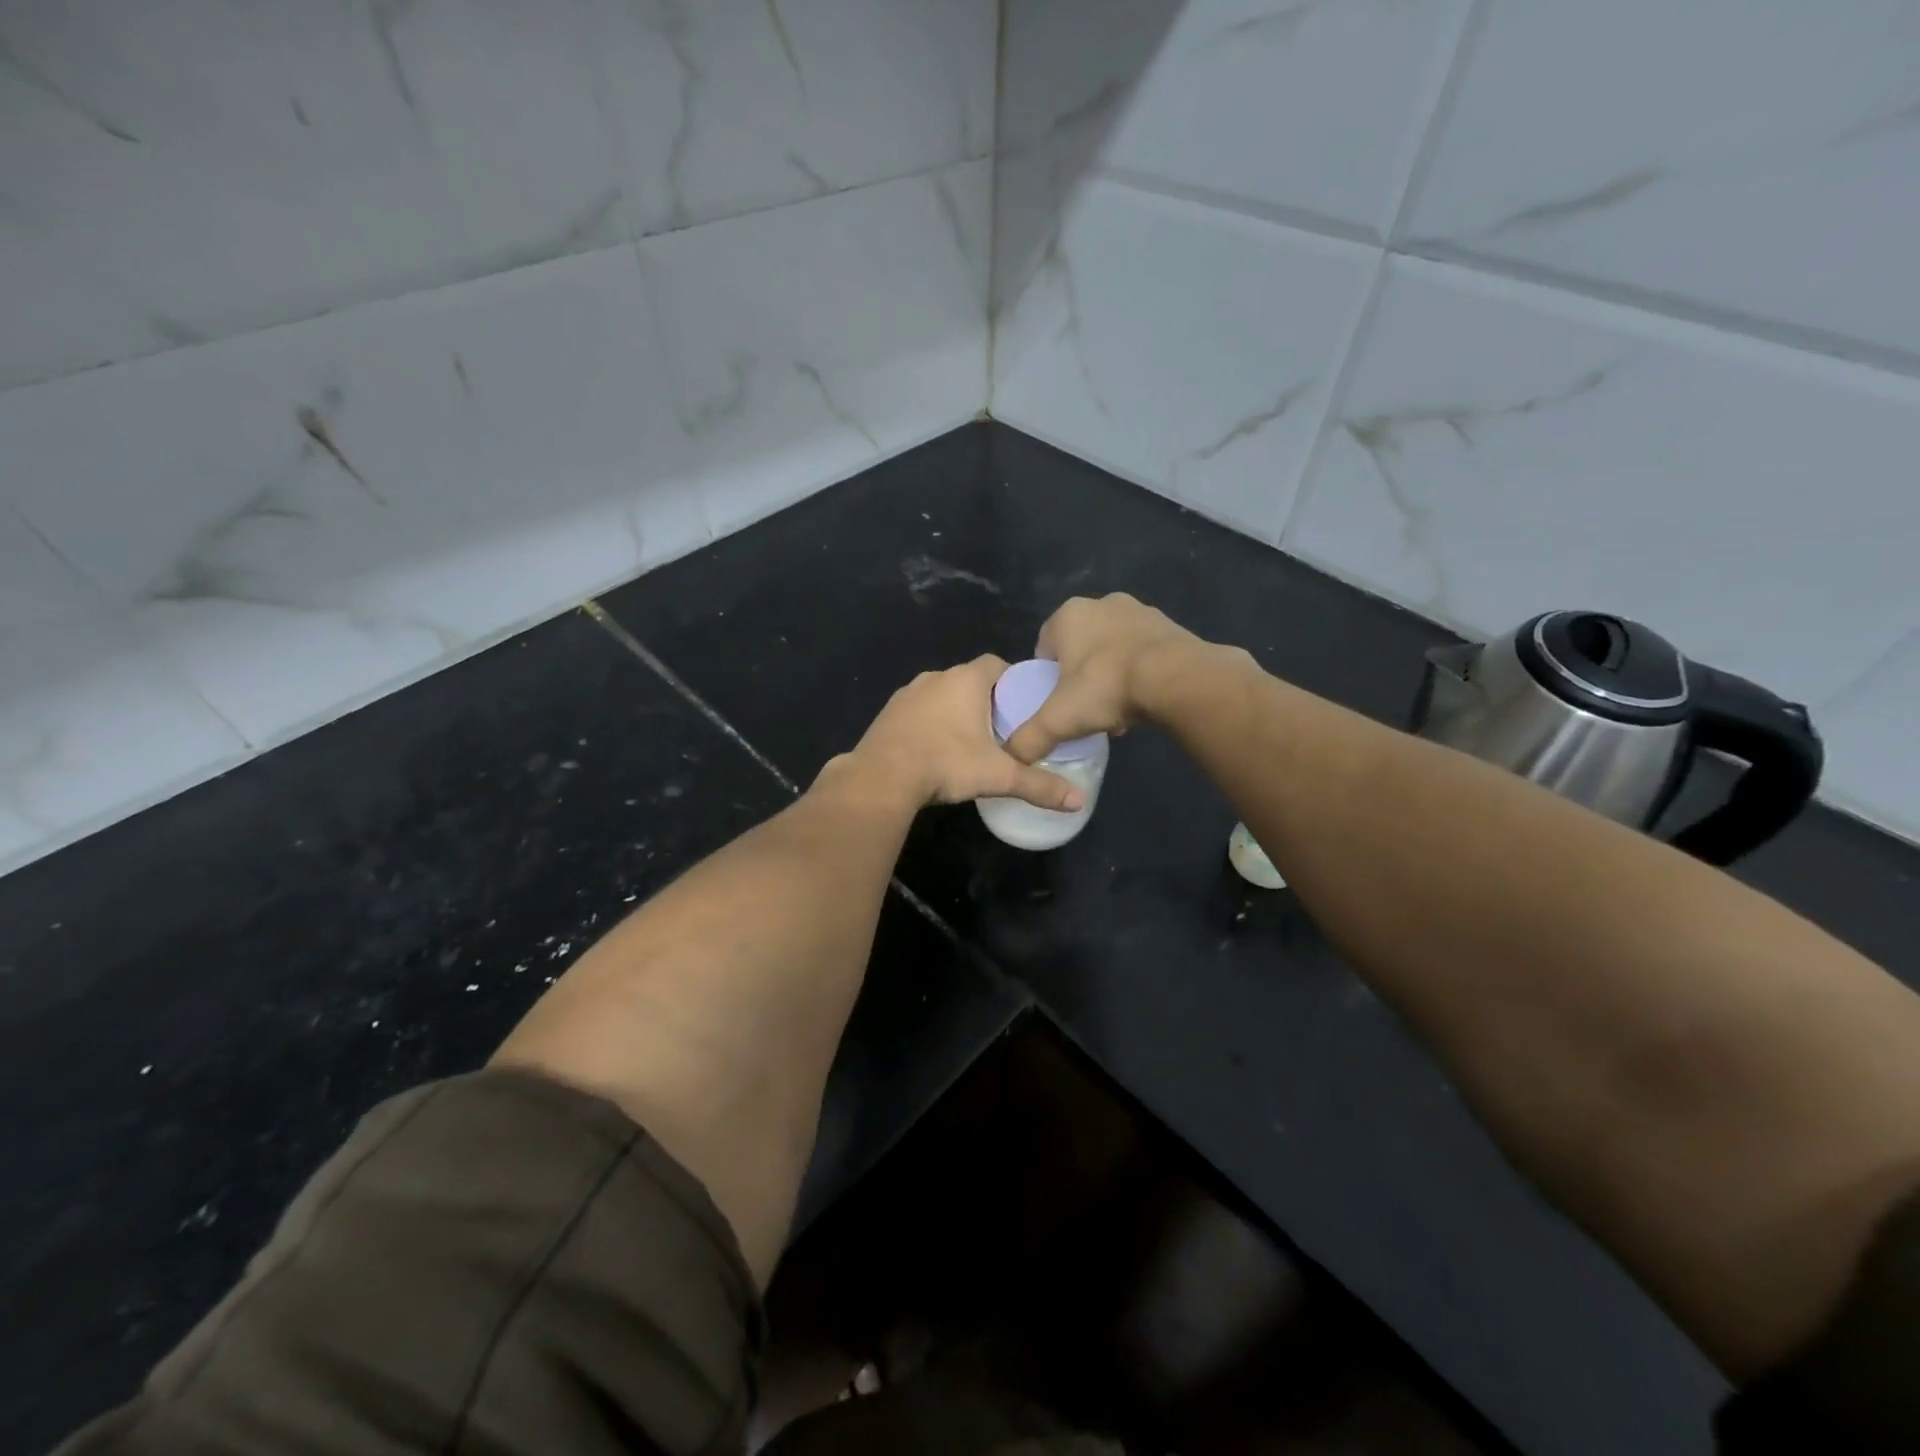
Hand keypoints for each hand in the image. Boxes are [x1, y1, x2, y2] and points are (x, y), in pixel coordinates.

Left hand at [846, 655, 1085, 810]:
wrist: (882, 776)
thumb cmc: (947, 764)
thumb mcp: (999, 776)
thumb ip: (1039, 786)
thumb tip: (1079, 802)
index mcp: (966, 680)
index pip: (998, 664)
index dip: (1013, 681)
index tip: (1023, 706)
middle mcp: (936, 677)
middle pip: (970, 680)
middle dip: (986, 700)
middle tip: (1002, 729)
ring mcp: (908, 693)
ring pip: (941, 695)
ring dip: (955, 711)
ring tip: (969, 742)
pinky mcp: (888, 712)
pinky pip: (918, 711)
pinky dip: (930, 723)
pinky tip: (935, 749)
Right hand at [1004, 594, 1195, 763]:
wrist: (1175, 677)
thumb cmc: (1106, 687)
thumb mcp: (1059, 719)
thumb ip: (1029, 738)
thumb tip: (1011, 758)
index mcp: (1067, 615)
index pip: (1044, 646)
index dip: (1047, 677)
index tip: (1056, 703)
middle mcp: (1101, 603)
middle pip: (1080, 647)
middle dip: (1081, 676)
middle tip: (1086, 708)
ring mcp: (1139, 610)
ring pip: (1112, 648)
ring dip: (1111, 675)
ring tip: (1117, 710)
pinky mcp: (1169, 624)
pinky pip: (1143, 651)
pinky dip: (1139, 672)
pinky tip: (1143, 700)